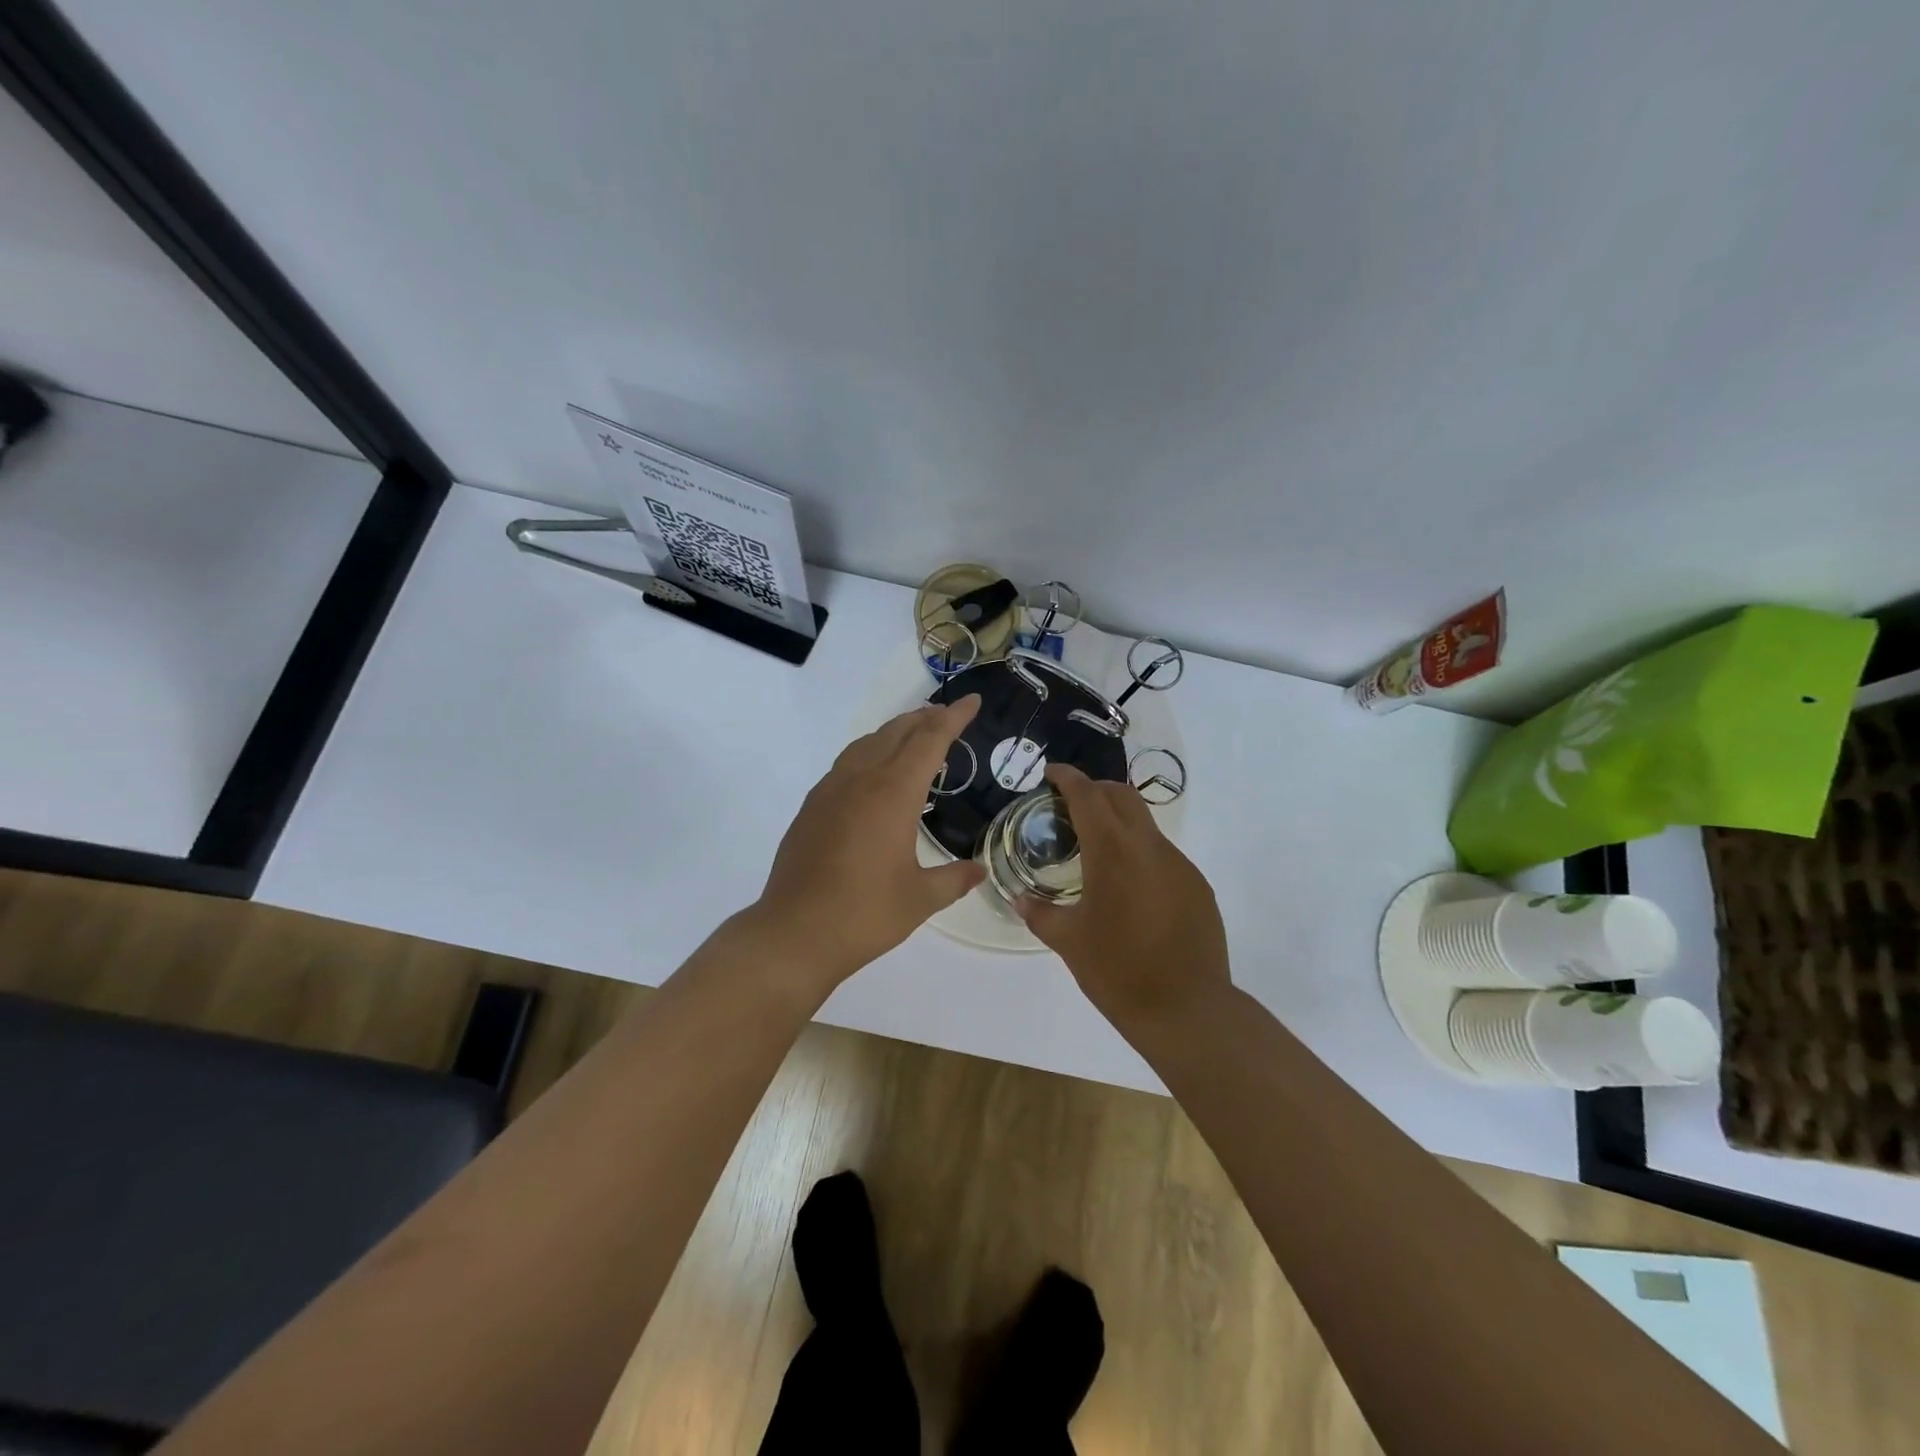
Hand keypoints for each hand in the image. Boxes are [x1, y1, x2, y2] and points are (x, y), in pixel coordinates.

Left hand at [747, 696, 985, 989]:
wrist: (794, 933)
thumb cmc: (864, 915)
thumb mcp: (920, 899)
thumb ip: (954, 879)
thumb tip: (978, 871)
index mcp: (894, 794)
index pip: (930, 740)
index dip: (953, 718)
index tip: (972, 701)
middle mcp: (861, 780)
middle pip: (897, 732)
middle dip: (926, 718)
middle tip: (948, 715)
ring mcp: (831, 790)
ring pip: (868, 742)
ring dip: (896, 731)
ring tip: (915, 734)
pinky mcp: (812, 806)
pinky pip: (847, 762)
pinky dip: (871, 751)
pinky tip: (875, 771)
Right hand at [1018, 763, 1230, 1030]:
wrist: (1187, 1009)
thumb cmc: (1117, 971)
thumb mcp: (1068, 942)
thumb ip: (1039, 913)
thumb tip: (1020, 899)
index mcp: (1112, 851)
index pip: (1087, 794)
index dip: (1067, 777)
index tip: (1050, 773)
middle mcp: (1149, 846)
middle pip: (1121, 795)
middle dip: (1094, 790)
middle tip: (1070, 806)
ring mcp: (1179, 864)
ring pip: (1145, 825)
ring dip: (1119, 824)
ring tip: (1097, 853)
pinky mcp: (1197, 885)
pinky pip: (1163, 855)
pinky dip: (1140, 854)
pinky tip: (1130, 889)